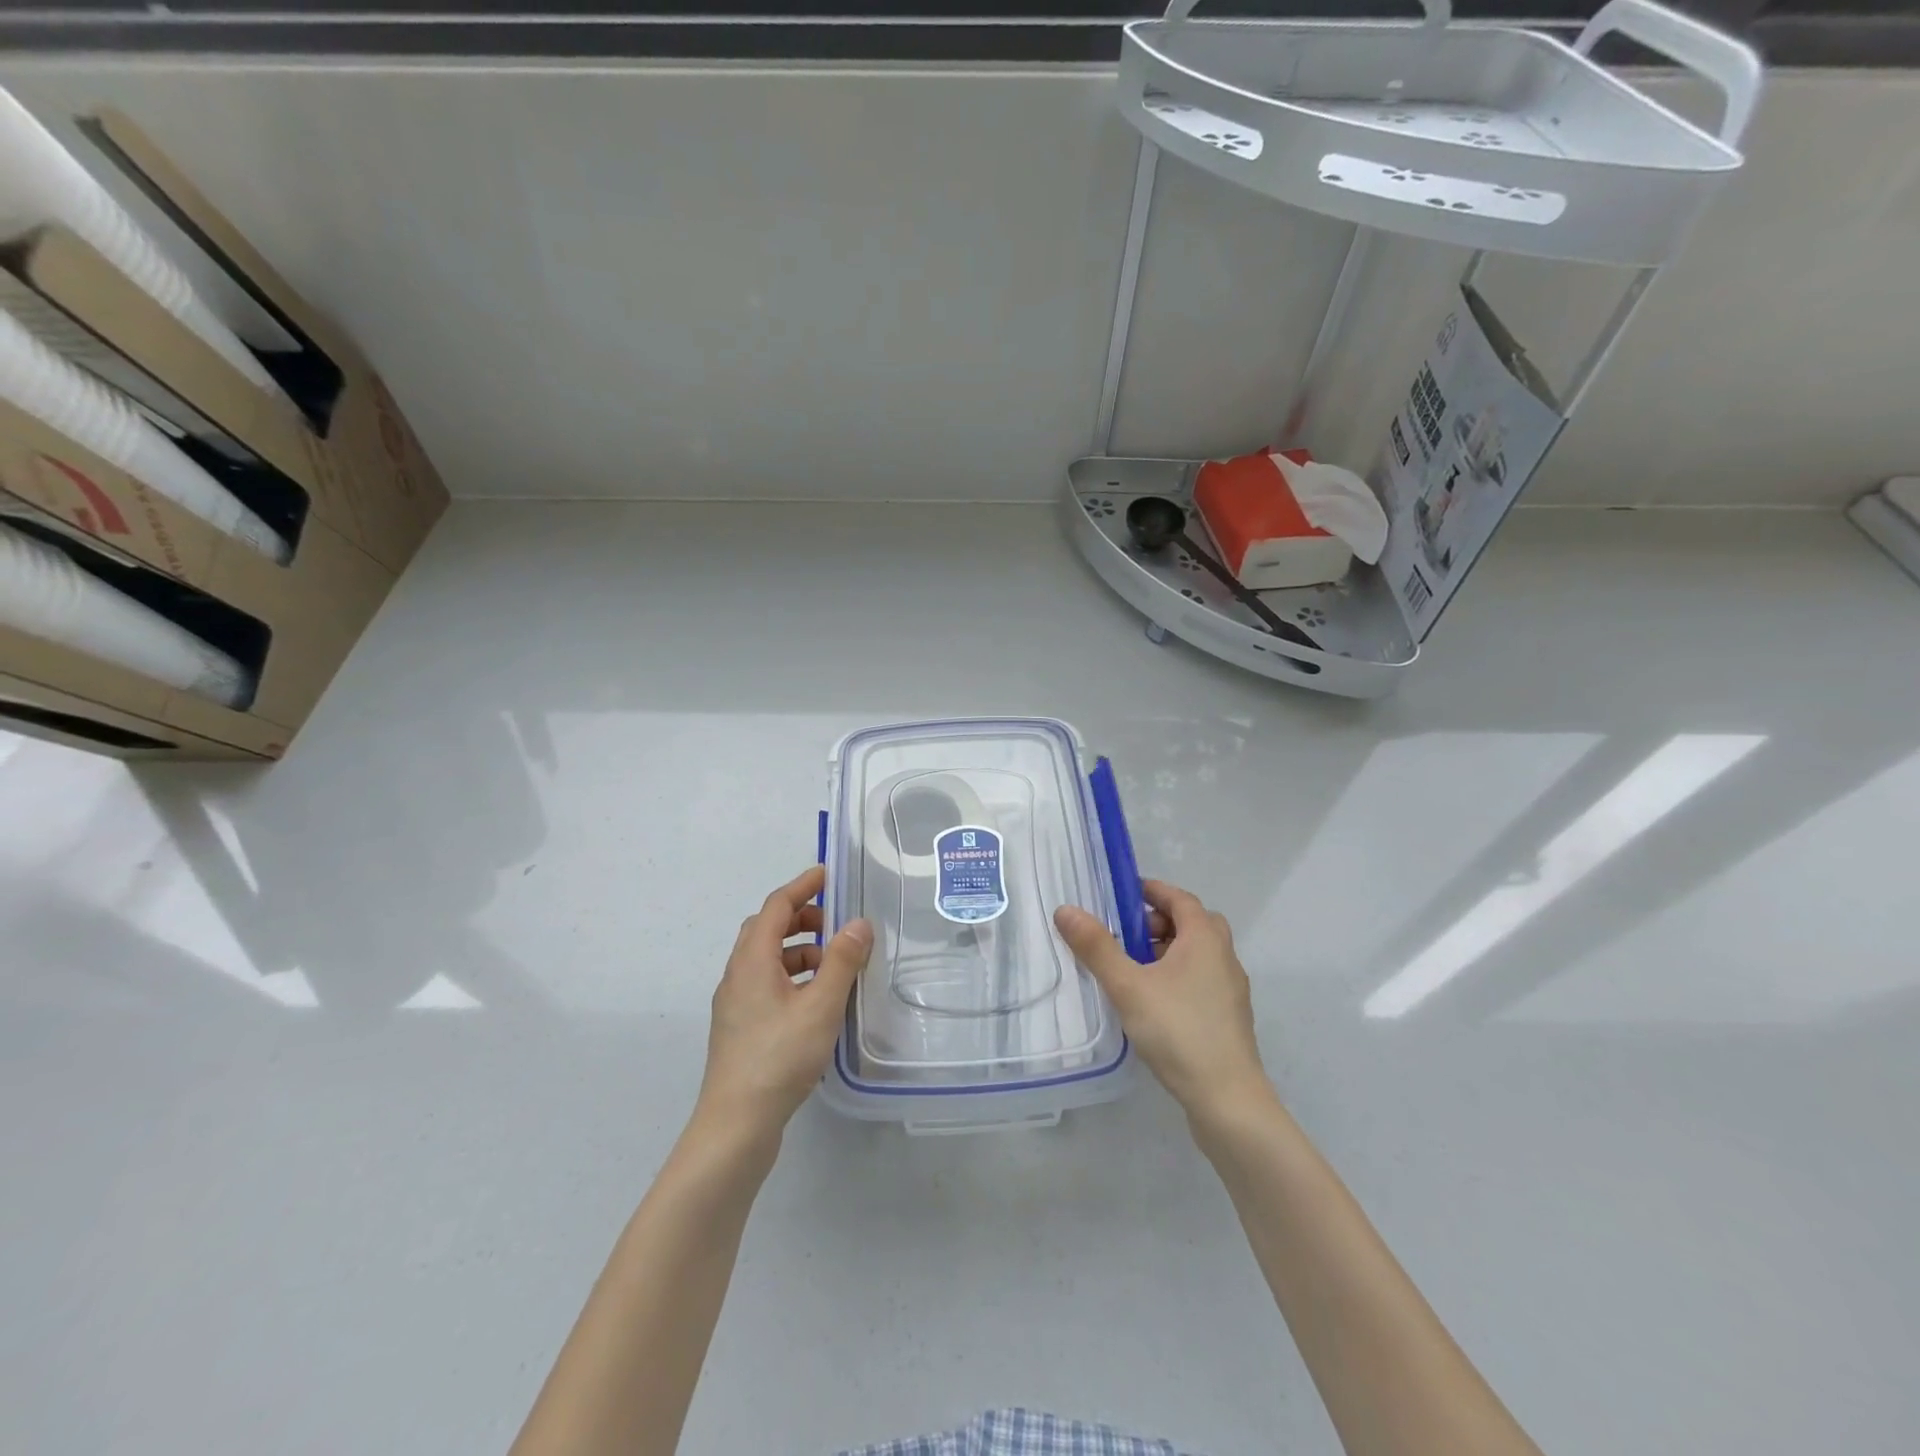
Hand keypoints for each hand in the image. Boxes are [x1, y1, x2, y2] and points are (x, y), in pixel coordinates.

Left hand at [696, 865, 872, 1142]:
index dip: (802, 886)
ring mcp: (735, 1003)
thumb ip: (842, 961)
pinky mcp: (740, 1027)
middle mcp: (737, 975)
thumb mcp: (821, 1006)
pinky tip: (815, 999)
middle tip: (836, 923)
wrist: (735, 1125)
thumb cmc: (779, 1058)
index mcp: (752, 960)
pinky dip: (791, 976)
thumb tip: (858, 923)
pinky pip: (766, 983)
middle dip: (801, 918)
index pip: (776, 906)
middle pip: (766, 929)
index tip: (828, 875)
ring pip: (766, 959)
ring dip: (798, 949)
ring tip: (832, 964)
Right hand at [1054, 880, 1272, 1122]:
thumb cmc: (1178, 1031)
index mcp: (1205, 939)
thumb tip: (1065, 910)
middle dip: (1159, 921)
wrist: (1228, 1099)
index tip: (1122, 893)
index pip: (1180, 898)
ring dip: (1168, 950)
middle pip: (1192, 923)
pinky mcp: (1229, 1017)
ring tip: (1132, 968)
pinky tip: (1152, 1001)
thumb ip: (1096, 947)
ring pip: (1198, 954)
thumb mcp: (1128, 986)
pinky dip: (1177, 976)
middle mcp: (1224, 957)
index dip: (1152, 891)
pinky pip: (1201, 979)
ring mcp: (1231, 989)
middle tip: (1126, 933)